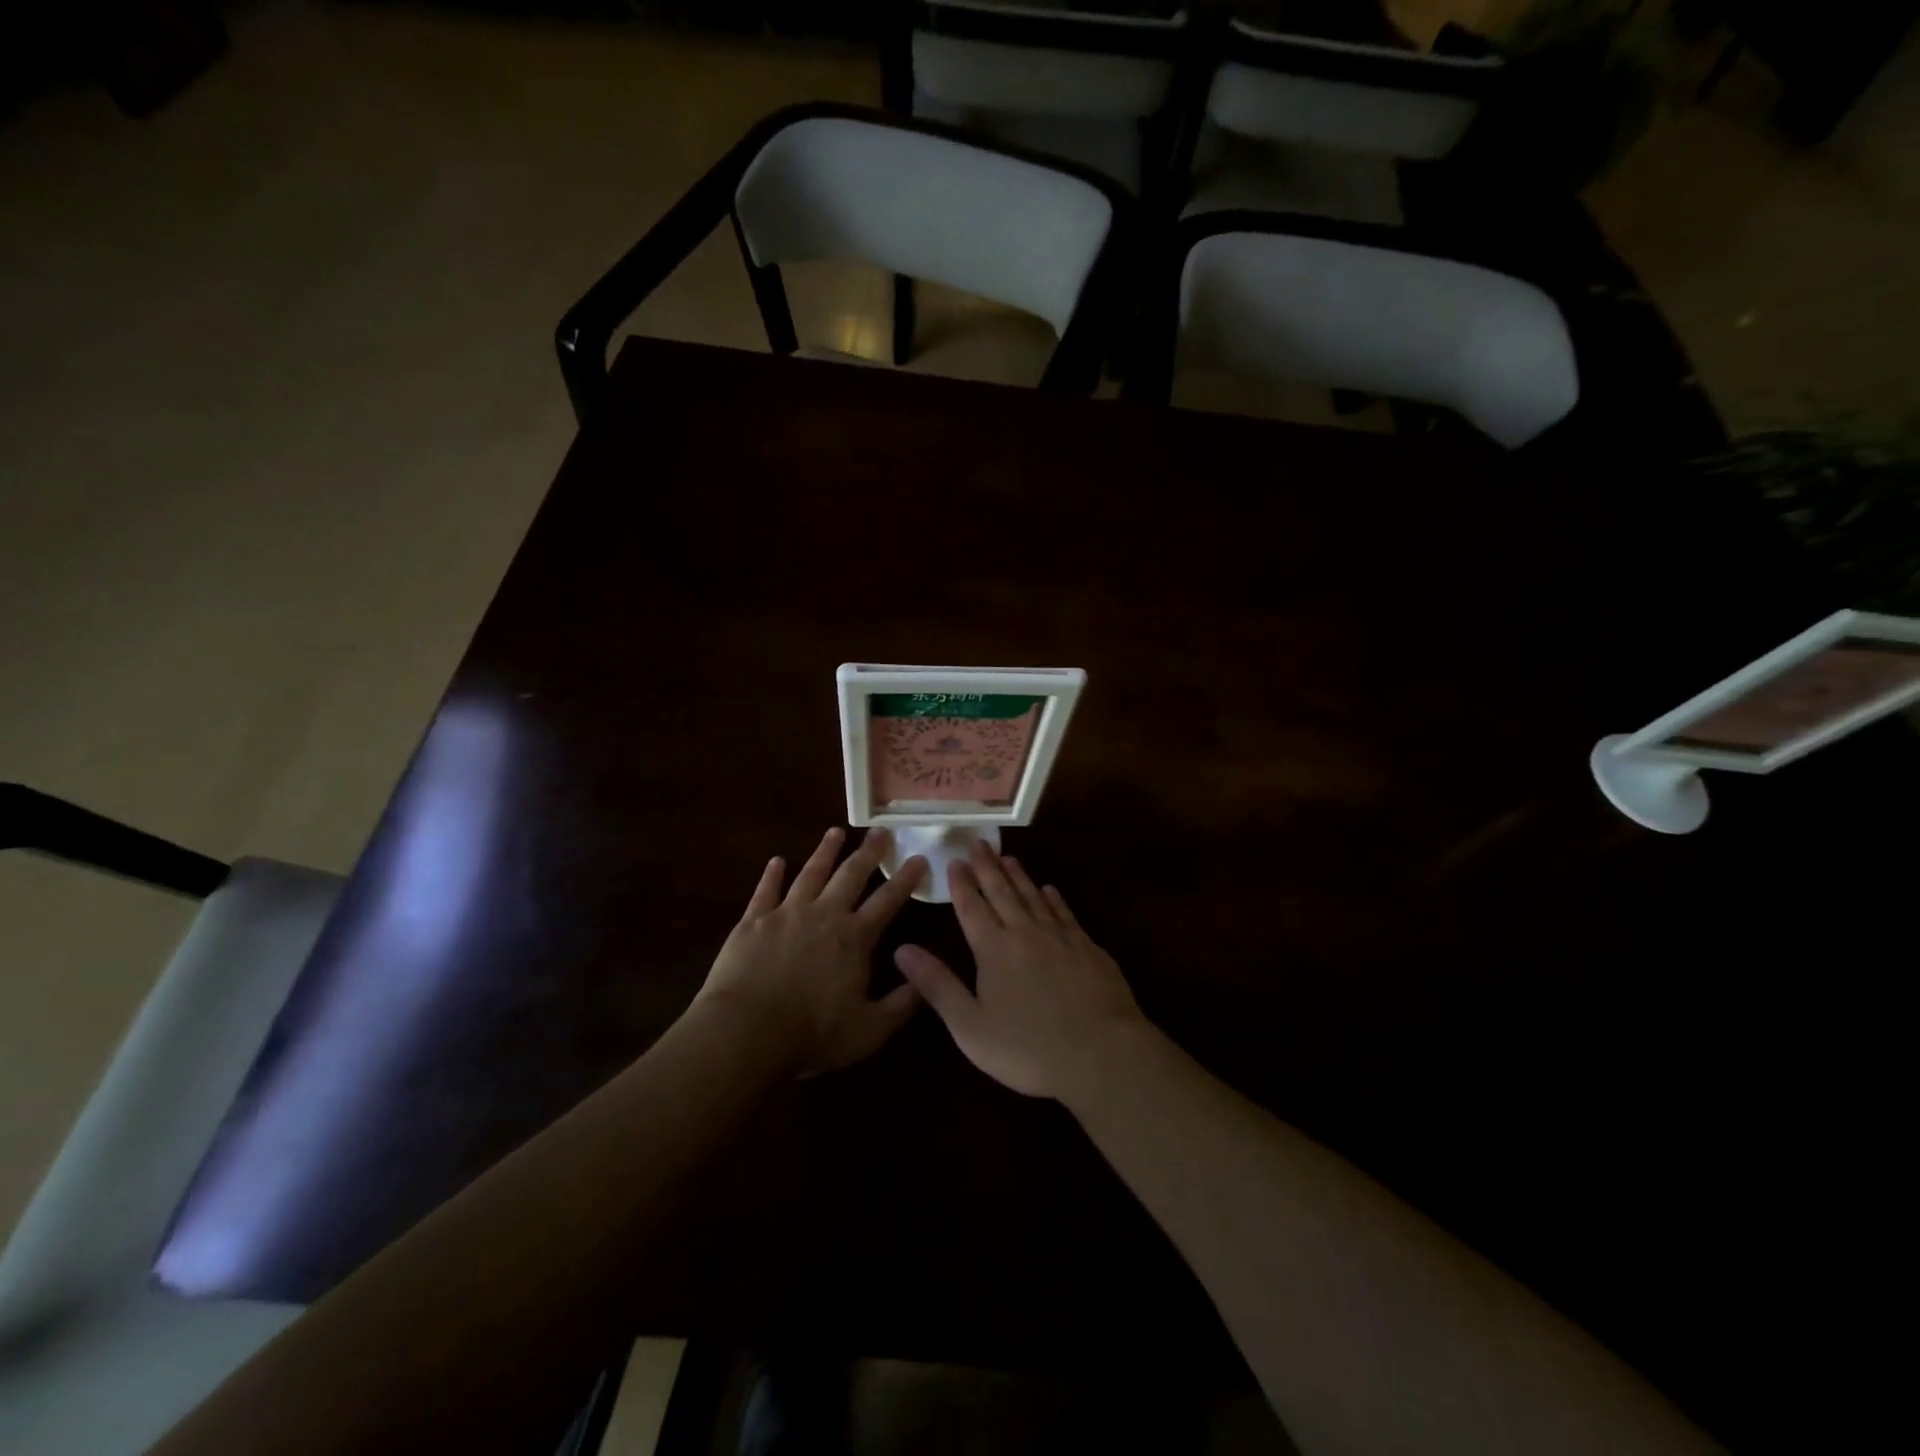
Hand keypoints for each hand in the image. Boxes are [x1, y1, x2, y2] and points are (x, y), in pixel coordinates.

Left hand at [695, 827, 926, 1077]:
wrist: (746, 1031)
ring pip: (811, 873)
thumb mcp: (869, 1030)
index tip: (918, 858)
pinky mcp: (753, 921)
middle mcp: (824, 914)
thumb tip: (923, 979)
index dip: (905, 879)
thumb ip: (900, 1005)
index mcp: (855, 938)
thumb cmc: (812, 1033)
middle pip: (851, 875)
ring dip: (825, 851)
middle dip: (869, 852)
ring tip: (836, 832)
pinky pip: (766, 890)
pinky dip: (772, 874)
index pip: (887, 901)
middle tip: (880, 830)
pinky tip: (777, 861)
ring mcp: (786, 913)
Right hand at [893, 842, 1147, 1103]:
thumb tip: (901, 949)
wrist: (1102, 1054)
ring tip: (1008, 857)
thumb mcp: (970, 1026)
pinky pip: (1065, 913)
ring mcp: (1060, 937)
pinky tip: (1049, 890)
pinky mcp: (1088, 948)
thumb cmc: (1029, 1048)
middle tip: (979, 844)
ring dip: (1018, 876)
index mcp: (994, 950)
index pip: (972, 908)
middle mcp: (1025, 933)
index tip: (954, 860)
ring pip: (1034, 896)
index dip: (961, 884)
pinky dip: (1053, 898)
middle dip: (988, 867)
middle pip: (1002, 892)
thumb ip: (937, 985)